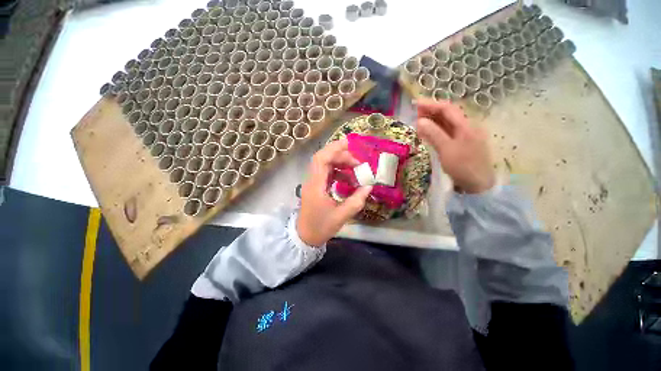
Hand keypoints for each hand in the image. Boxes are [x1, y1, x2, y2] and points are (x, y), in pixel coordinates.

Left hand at [298, 139, 372, 245]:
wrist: (304, 236)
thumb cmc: (320, 227)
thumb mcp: (341, 217)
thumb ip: (356, 201)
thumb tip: (369, 187)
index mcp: (315, 186)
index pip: (321, 159)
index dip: (334, 148)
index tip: (350, 144)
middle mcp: (312, 180)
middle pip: (323, 158)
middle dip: (341, 155)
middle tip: (358, 162)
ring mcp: (313, 183)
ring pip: (325, 165)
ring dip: (340, 163)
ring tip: (355, 169)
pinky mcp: (316, 186)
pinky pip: (327, 173)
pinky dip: (338, 172)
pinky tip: (348, 179)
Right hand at [416, 98, 494, 193]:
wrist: (478, 184)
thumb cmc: (463, 166)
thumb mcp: (447, 150)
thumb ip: (434, 134)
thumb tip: (420, 120)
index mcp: (466, 125)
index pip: (447, 109)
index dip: (431, 104)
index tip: (416, 103)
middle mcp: (466, 127)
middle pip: (448, 114)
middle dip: (431, 111)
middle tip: (414, 112)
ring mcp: (464, 136)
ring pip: (447, 123)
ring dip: (432, 120)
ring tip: (418, 120)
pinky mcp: (461, 144)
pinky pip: (447, 132)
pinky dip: (436, 130)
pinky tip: (427, 132)